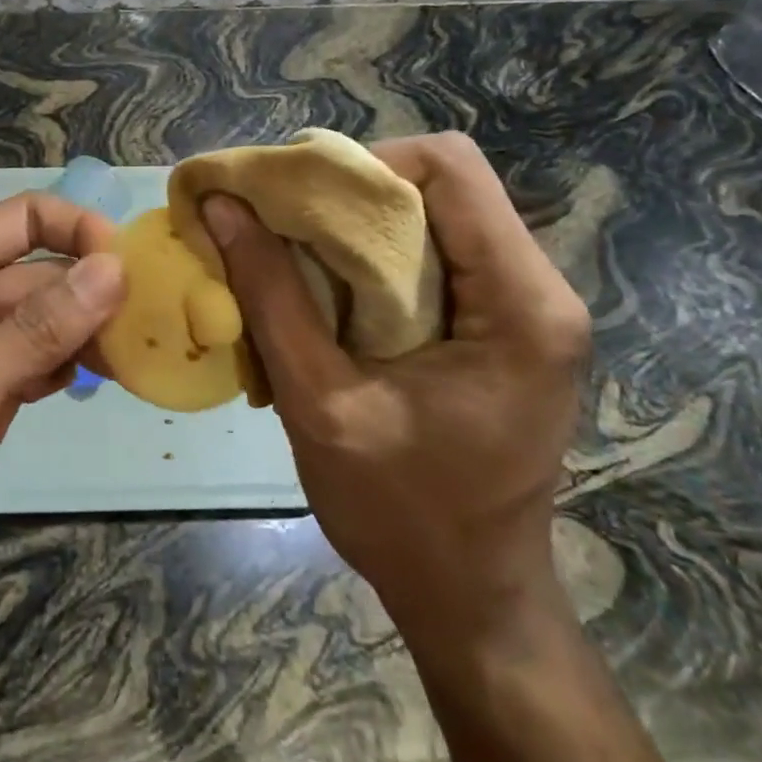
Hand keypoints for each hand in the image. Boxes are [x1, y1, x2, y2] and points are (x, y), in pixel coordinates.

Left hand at [0, 193, 123, 626]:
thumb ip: (34, 334)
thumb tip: (113, 269)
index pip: (24, 219)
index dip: (80, 232)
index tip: (135, 272)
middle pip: (44, 270)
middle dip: (98, 291)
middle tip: (161, 325)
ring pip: (49, 318)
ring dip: (93, 331)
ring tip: (145, 354)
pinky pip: (41, 361)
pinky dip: (73, 366)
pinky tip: (108, 380)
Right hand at [200, 132, 588, 648]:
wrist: (470, 596)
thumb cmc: (400, 513)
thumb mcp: (319, 401)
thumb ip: (270, 295)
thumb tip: (223, 206)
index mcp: (519, 304)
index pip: (449, 166)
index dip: (362, 165)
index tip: (295, 202)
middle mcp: (538, 289)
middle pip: (439, 185)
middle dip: (349, 195)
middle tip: (278, 228)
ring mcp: (525, 306)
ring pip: (432, 215)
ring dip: (355, 227)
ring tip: (293, 260)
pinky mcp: (502, 324)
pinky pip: (434, 254)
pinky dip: (371, 259)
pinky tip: (327, 295)